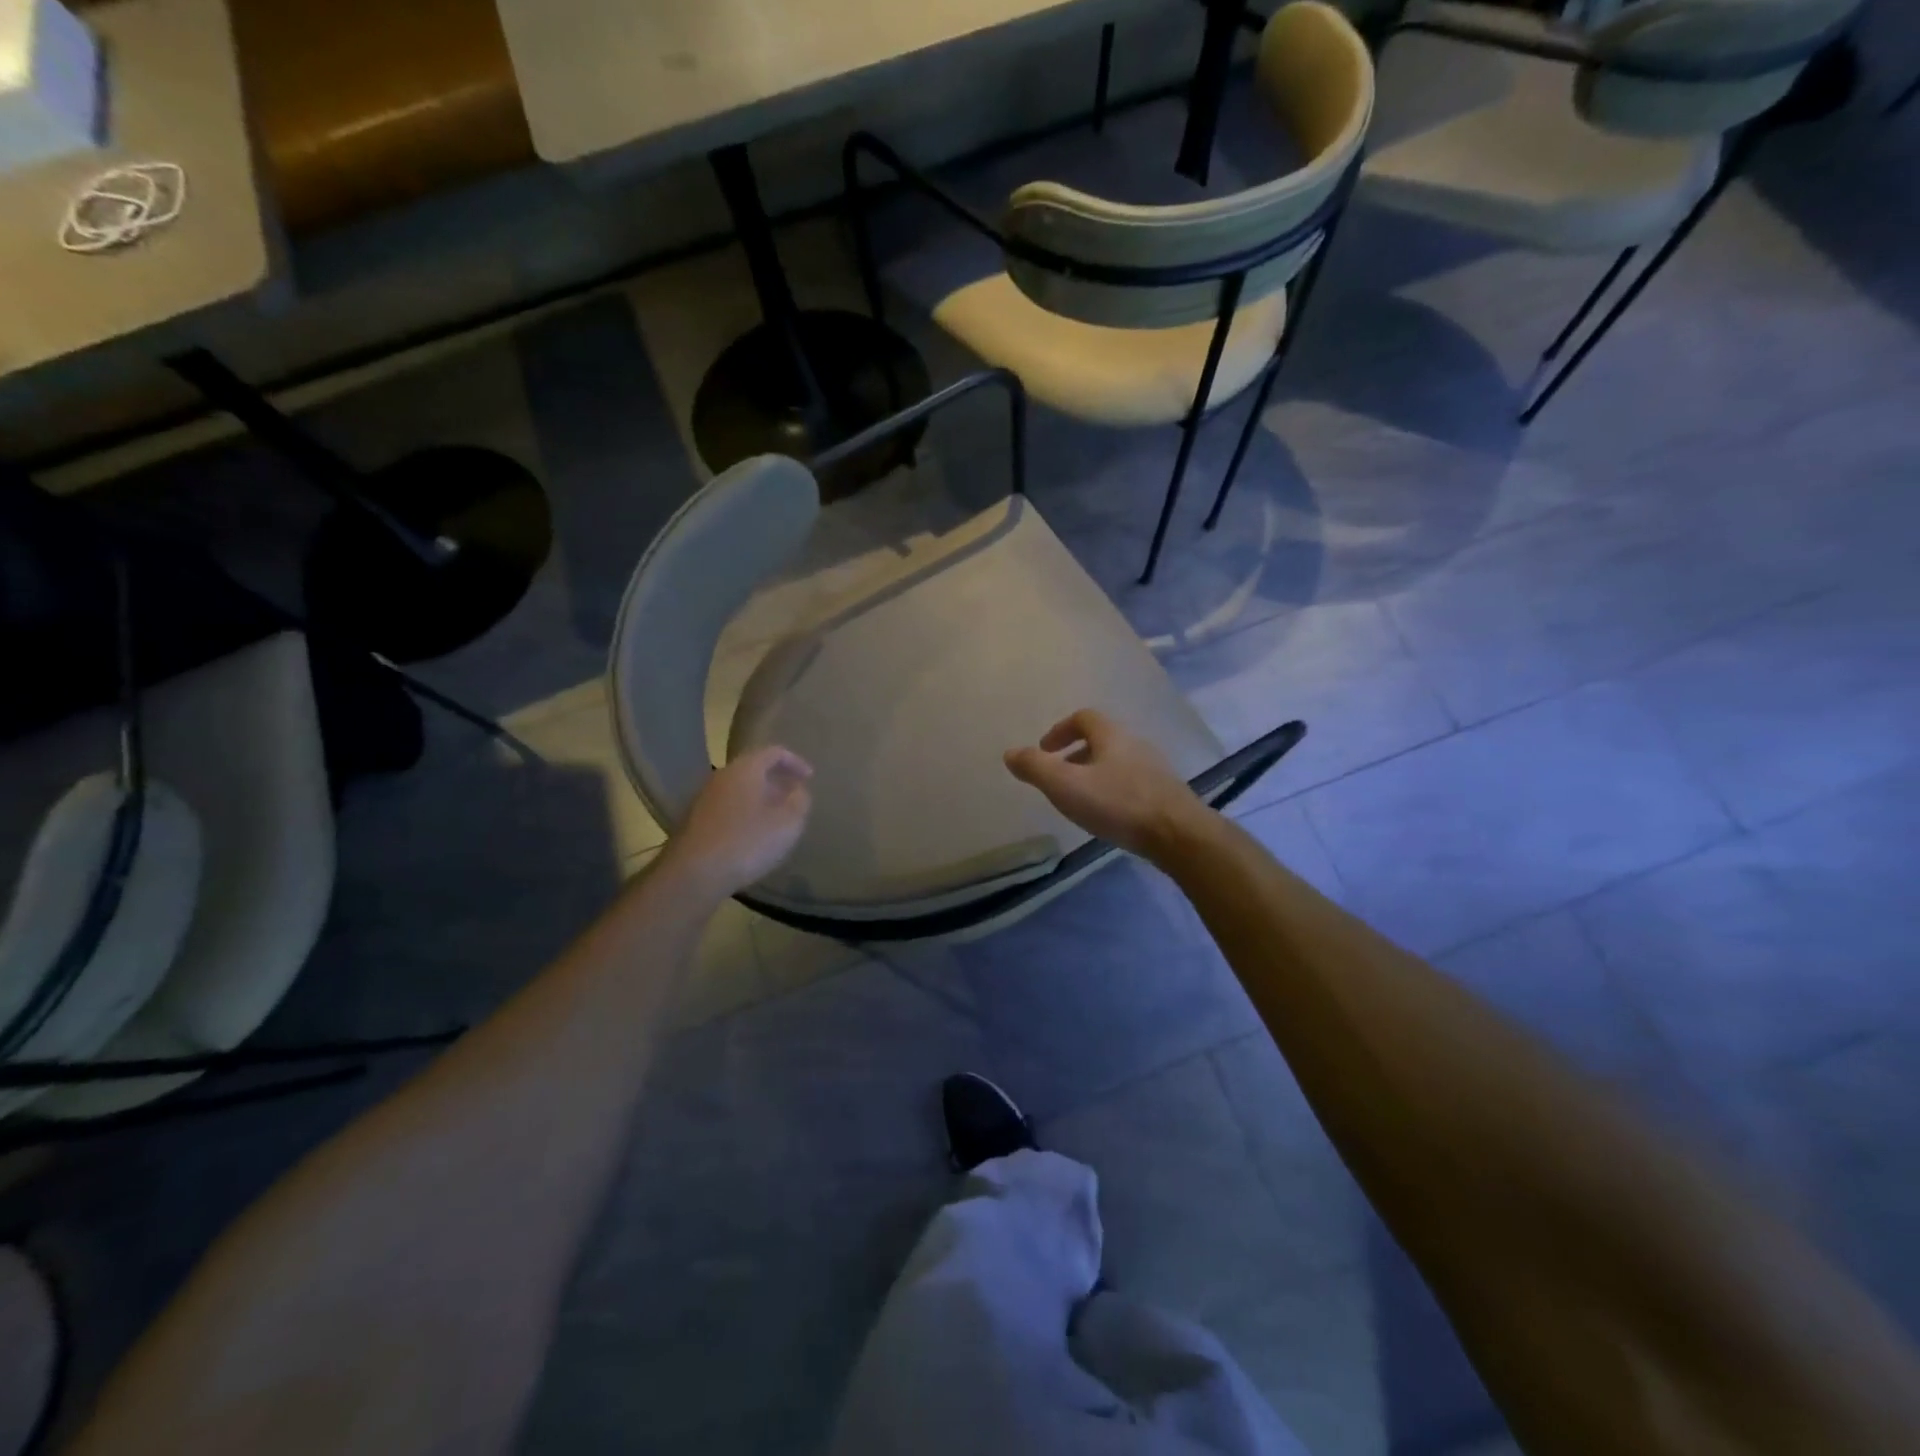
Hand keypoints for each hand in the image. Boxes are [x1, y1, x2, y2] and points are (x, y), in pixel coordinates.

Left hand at [668, 747, 813, 896]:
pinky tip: (752, 835)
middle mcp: (722, 776)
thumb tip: (798, 791)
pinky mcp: (695, 820)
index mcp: (746, 769)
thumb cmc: (748, 842)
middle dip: (777, 781)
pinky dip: (744, 813)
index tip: (810, 778)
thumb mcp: (788, 822)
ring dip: (760, 799)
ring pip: (739, 789)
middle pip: (754, 769)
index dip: (795, 762)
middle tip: (794, 798)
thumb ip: (800, 801)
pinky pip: (727, 807)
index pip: (774, 752)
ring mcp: (704, 798)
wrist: (694, 874)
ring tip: (776, 819)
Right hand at [1004, 709, 1210, 860]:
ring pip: (1117, 762)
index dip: (1060, 730)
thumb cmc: (1118, 804)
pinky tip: (1108, 815)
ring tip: (1080, 798)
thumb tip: (1010, 753)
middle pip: (1101, 739)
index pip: (1083, 718)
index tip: (1044, 750)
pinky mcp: (1164, 793)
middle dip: (1075, 753)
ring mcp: (1153, 768)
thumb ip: (1035, 768)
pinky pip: (1131, 782)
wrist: (1178, 834)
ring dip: (1094, 773)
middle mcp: (1135, 744)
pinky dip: (1112, 790)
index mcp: (1111, 736)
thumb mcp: (1066, 785)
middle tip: (1058, 776)